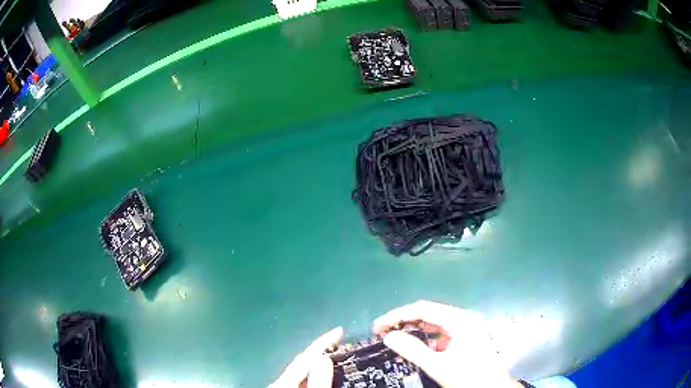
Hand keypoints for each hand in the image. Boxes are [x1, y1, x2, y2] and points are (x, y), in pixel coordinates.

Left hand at [268, 327, 342, 387]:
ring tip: (332, 355)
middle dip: (320, 350)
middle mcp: (280, 380)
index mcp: (285, 379)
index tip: (339, 330)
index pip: (307, 355)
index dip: (325, 340)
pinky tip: (317, 375)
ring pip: (301, 371)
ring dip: (316, 362)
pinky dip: (311, 373)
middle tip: (339, 342)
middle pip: (303, 361)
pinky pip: (301, 378)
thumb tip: (325, 358)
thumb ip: (318, 381)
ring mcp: (281, 385)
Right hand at [373, 300, 518, 387]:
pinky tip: (415, 348)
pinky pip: (441, 334)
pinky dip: (426, 339)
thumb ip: (412, 350)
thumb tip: (388, 337)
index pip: (423, 309)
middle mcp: (464, 318)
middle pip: (429, 314)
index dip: (398, 316)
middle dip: (405, 322)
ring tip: (395, 339)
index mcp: (460, 320)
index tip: (378, 327)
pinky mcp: (466, 338)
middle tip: (383, 332)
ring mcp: (466, 328)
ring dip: (415, 330)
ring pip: (435, 323)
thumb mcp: (438, 366)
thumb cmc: (468, 377)